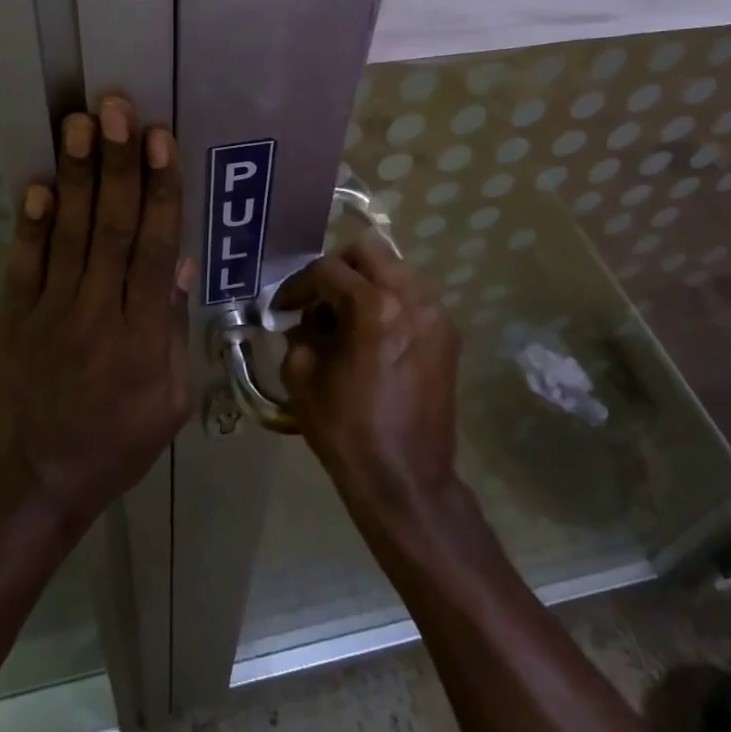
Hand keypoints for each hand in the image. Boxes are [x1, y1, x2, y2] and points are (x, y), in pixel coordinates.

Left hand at [0, 96, 196, 527]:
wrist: (39, 481)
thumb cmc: (119, 442)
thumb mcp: (173, 400)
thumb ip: (176, 329)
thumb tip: (180, 261)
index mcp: (143, 335)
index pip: (154, 248)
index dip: (159, 190)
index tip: (160, 140)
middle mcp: (98, 312)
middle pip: (111, 228)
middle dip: (117, 164)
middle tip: (117, 108)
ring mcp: (51, 312)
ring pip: (69, 235)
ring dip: (77, 176)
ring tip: (80, 123)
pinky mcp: (14, 318)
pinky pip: (24, 265)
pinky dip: (31, 224)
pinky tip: (39, 183)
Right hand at [275, 240, 460, 511]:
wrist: (406, 480)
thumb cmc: (348, 432)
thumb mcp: (303, 378)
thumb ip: (299, 334)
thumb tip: (306, 320)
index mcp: (374, 307)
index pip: (328, 270)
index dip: (298, 286)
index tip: (283, 308)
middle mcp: (412, 298)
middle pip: (368, 251)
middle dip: (336, 269)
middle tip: (317, 300)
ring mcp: (436, 313)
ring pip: (394, 269)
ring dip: (365, 283)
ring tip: (344, 318)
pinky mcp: (448, 333)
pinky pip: (412, 295)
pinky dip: (388, 300)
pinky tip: (371, 333)